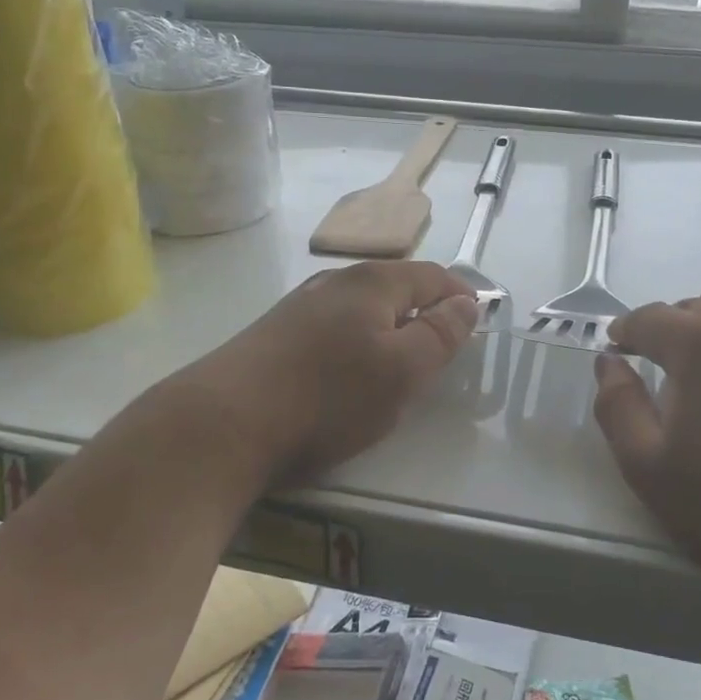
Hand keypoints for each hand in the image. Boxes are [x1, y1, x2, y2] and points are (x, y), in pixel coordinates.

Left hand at [172, 261, 476, 486]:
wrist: (223, 424)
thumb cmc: (327, 397)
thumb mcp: (401, 371)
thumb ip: (440, 334)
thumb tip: (465, 302)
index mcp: (372, 283)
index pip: (431, 275)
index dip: (460, 295)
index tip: (478, 321)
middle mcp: (334, 283)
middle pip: (394, 287)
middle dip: (423, 311)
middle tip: (441, 349)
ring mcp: (299, 307)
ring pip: (360, 308)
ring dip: (387, 328)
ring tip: (396, 363)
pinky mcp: (273, 335)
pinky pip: (331, 328)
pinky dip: (354, 343)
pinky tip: (344, 373)